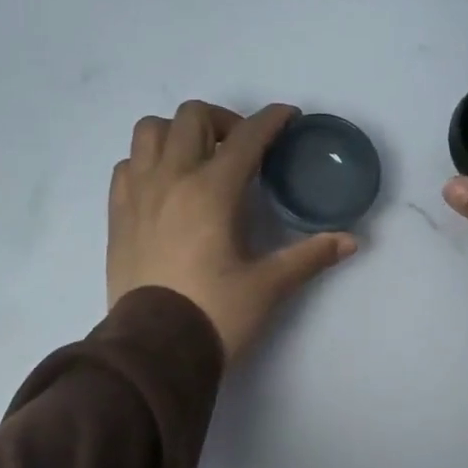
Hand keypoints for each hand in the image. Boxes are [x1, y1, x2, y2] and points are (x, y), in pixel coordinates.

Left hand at [109, 101, 357, 360]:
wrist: (155, 350)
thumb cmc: (215, 315)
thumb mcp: (268, 287)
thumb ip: (309, 257)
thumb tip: (351, 241)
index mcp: (211, 191)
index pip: (246, 137)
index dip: (271, 120)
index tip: (287, 117)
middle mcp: (170, 179)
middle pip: (192, 117)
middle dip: (223, 120)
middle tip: (242, 148)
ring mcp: (137, 194)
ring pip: (150, 131)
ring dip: (177, 133)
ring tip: (197, 158)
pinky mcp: (117, 215)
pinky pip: (127, 165)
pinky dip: (147, 161)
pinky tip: (163, 186)